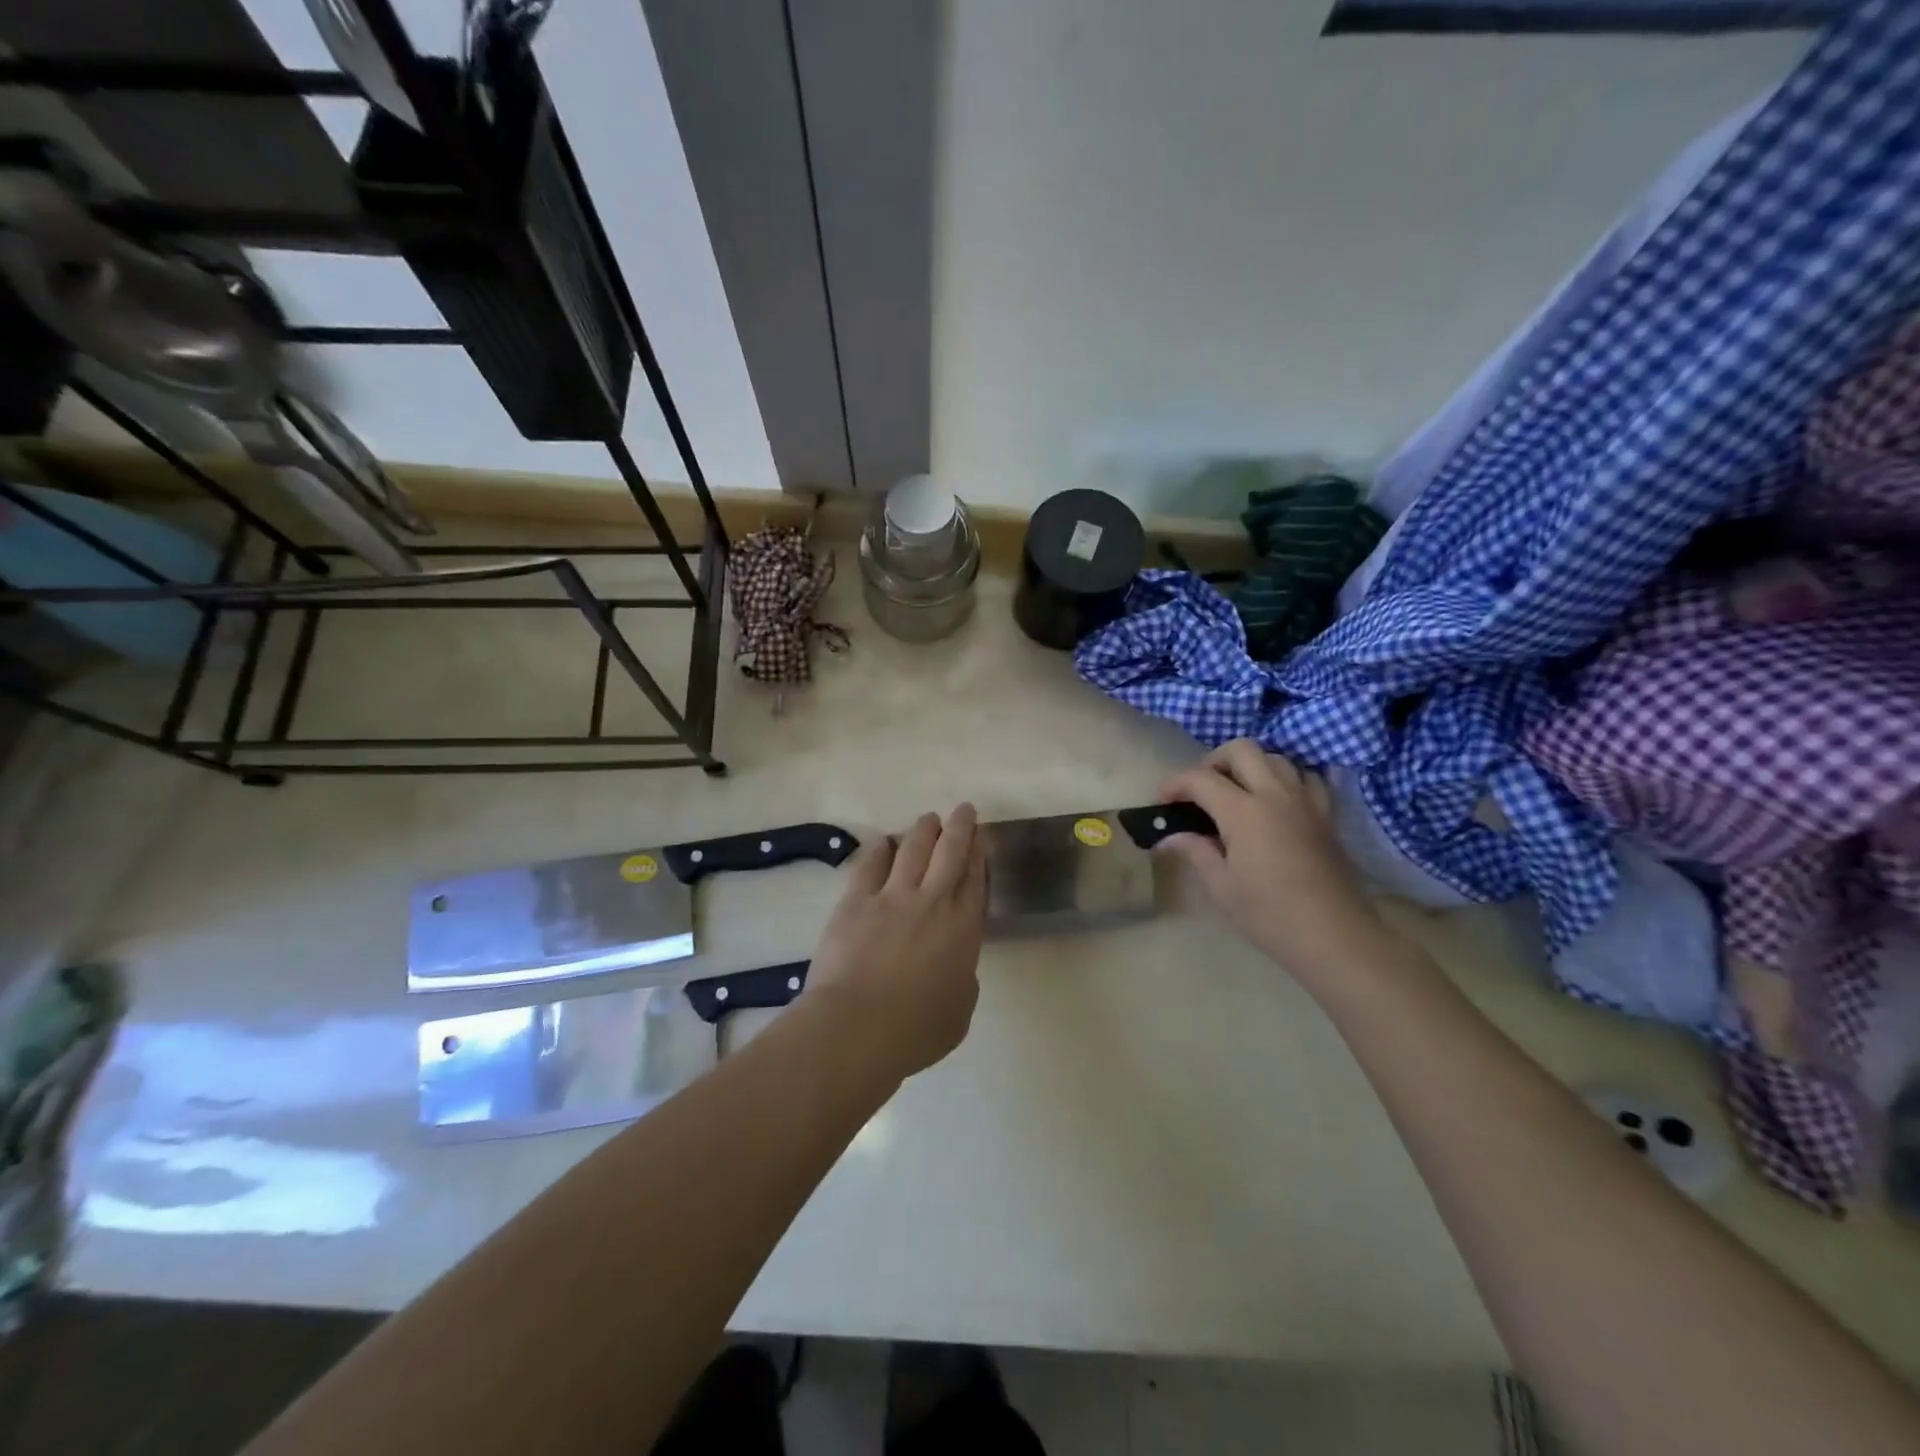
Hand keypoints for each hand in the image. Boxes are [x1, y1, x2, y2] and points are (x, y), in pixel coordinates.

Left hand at [803, 804, 987, 1081]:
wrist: (858, 1027)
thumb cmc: (915, 1031)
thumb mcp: (959, 1013)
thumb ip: (962, 981)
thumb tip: (955, 967)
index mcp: (962, 930)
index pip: (975, 880)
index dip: (978, 854)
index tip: (980, 836)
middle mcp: (932, 903)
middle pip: (950, 853)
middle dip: (960, 827)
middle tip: (963, 809)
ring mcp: (892, 897)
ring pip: (913, 849)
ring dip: (923, 830)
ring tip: (928, 818)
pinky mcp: (856, 901)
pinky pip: (870, 864)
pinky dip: (879, 849)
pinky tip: (882, 841)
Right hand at [1158, 740, 1392, 987]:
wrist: (1333, 936)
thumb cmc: (1269, 914)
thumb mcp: (1220, 886)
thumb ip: (1194, 851)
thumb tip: (1169, 837)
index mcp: (1243, 811)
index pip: (1200, 778)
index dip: (1174, 784)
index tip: (1161, 802)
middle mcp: (1275, 794)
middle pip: (1241, 750)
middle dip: (1212, 762)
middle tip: (1200, 791)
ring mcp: (1305, 801)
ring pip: (1275, 757)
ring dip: (1250, 766)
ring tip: (1236, 794)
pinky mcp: (1326, 814)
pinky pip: (1306, 777)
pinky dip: (1286, 779)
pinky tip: (1276, 801)